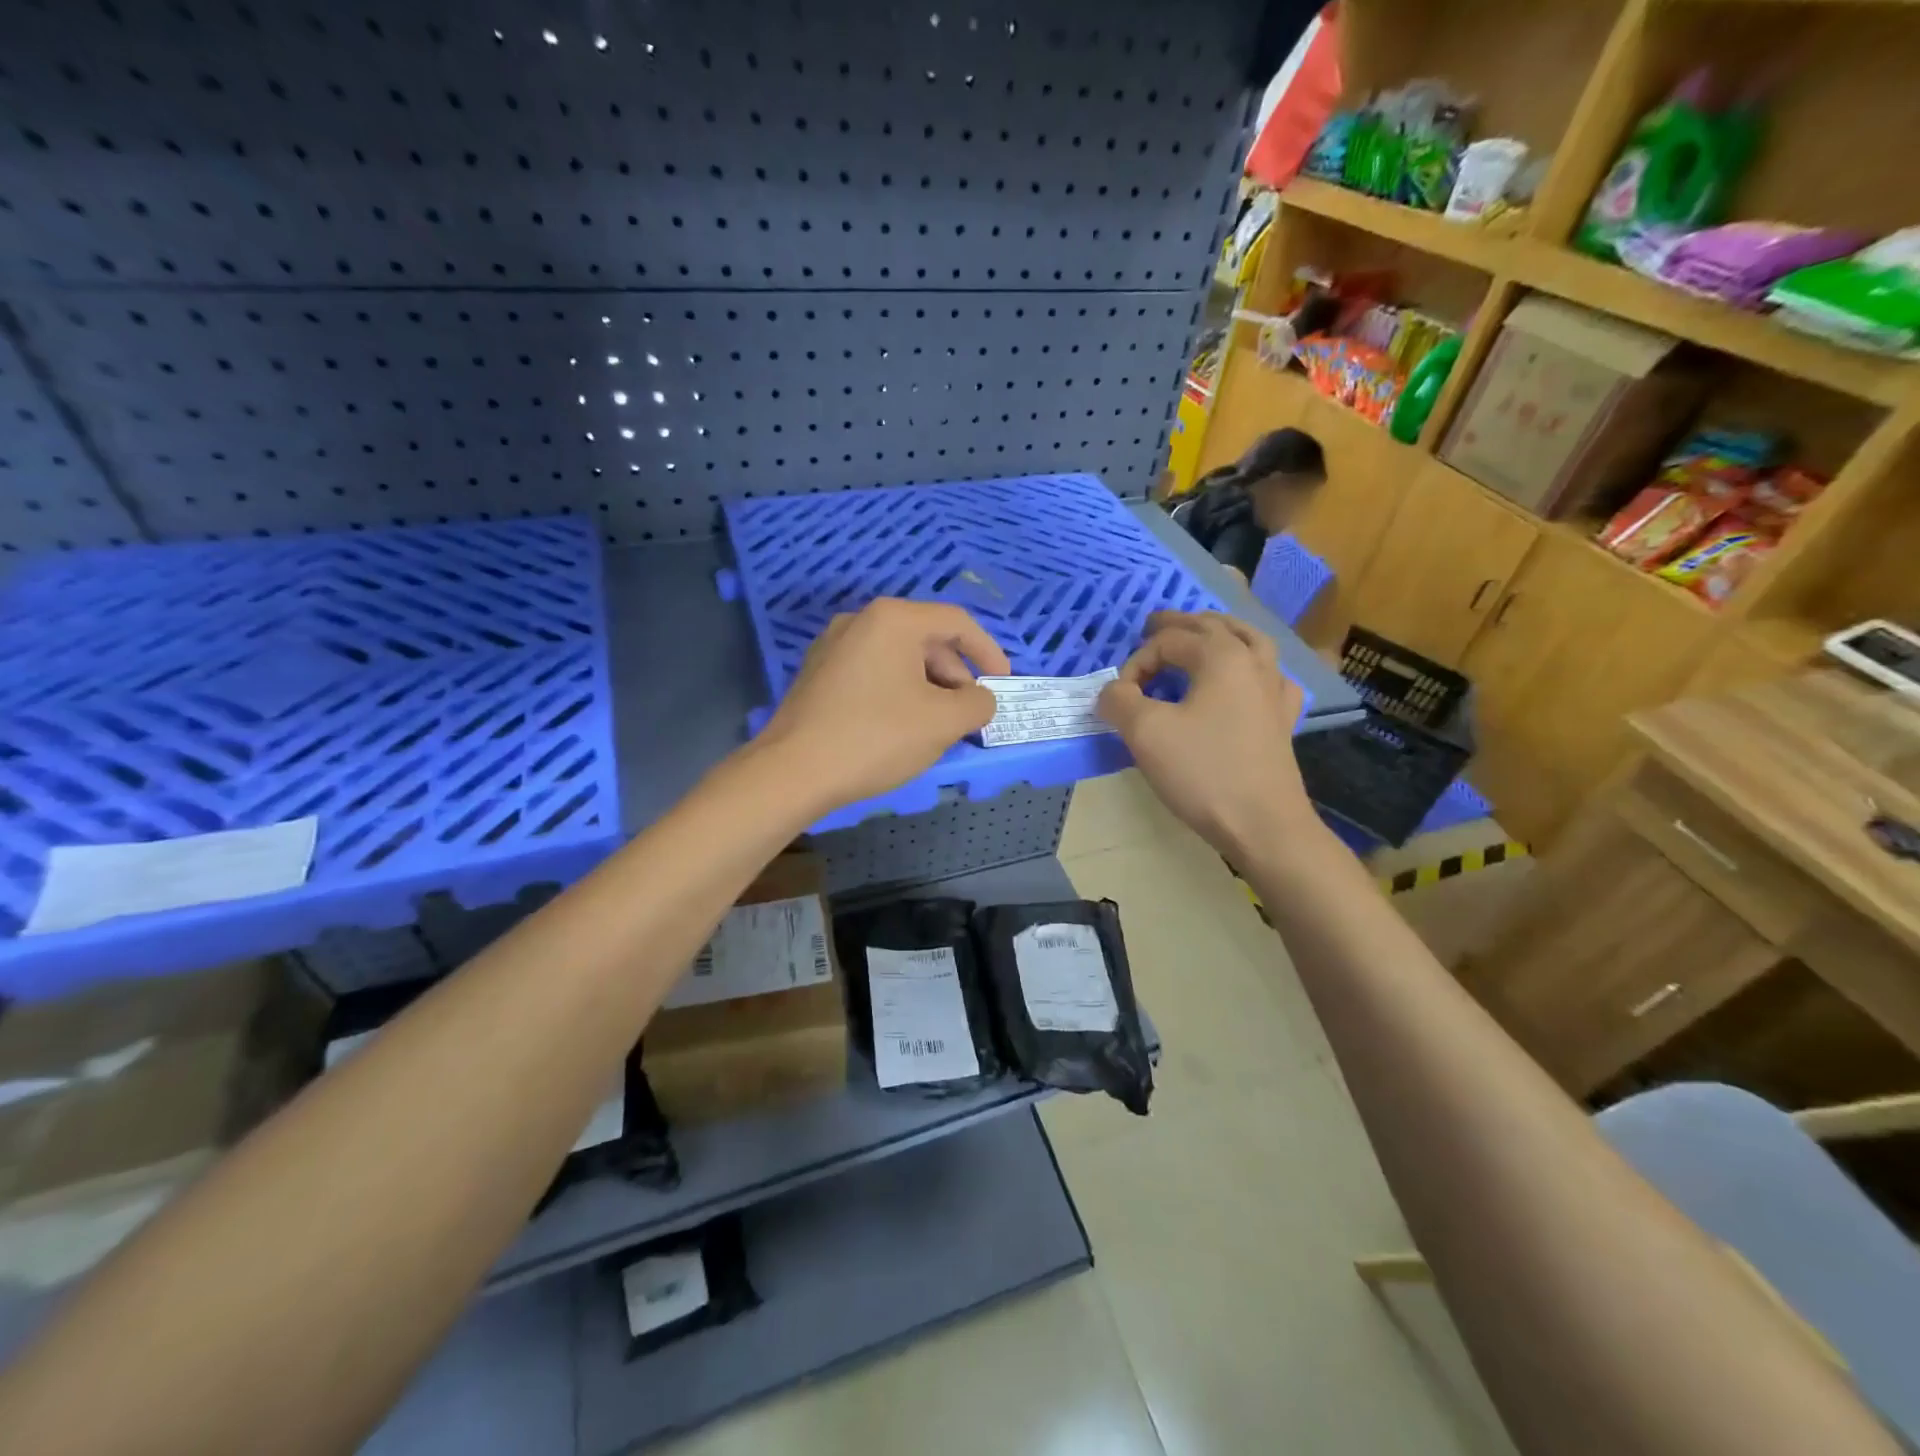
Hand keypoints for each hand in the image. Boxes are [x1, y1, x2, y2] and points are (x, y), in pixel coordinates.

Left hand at [756, 598, 1010, 811]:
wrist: (793, 771)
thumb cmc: (876, 737)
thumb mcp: (943, 722)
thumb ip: (978, 704)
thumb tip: (981, 699)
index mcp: (893, 619)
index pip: (957, 623)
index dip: (989, 652)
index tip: (1002, 685)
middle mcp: (860, 621)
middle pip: (926, 639)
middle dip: (956, 676)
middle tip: (967, 715)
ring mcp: (833, 646)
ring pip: (898, 659)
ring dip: (929, 688)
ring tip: (937, 726)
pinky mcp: (818, 674)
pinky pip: (873, 673)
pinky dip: (898, 693)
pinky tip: (901, 728)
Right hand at [1097, 611, 1312, 857]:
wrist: (1263, 825)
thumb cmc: (1203, 773)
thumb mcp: (1145, 733)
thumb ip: (1119, 701)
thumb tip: (1112, 692)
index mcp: (1222, 657)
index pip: (1168, 642)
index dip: (1136, 663)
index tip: (1120, 697)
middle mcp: (1253, 663)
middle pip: (1213, 628)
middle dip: (1178, 626)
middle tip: (1152, 626)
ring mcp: (1274, 691)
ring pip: (1249, 642)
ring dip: (1219, 633)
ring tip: (1201, 634)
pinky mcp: (1282, 720)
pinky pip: (1269, 677)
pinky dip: (1252, 667)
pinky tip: (1247, 679)